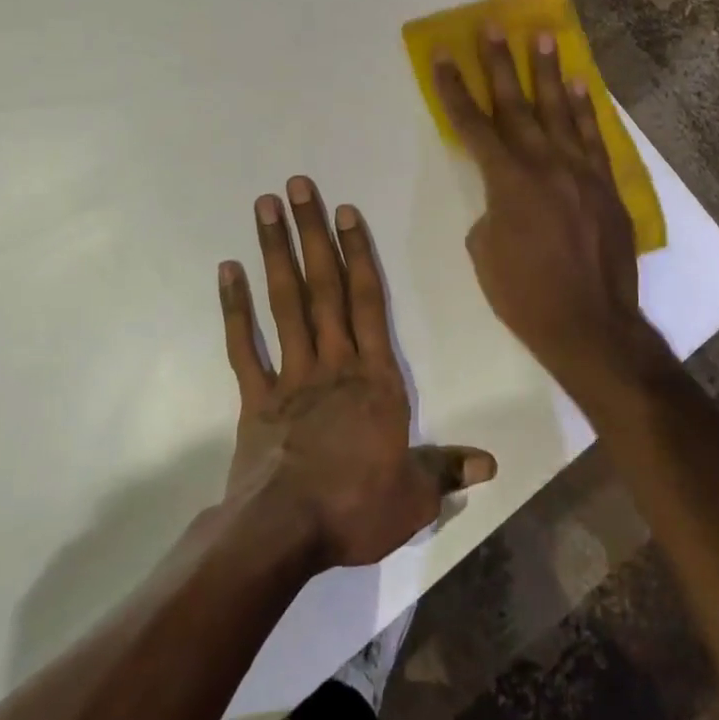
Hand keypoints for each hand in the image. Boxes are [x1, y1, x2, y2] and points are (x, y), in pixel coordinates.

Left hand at [219, 176, 495, 570]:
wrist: (285, 534)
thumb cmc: (356, 508)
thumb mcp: (414, 497)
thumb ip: (447, 471)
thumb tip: (491, 464)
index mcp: (375, 378)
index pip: (369, 301)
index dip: (358, 252)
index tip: (345, 210)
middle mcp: (333, 362)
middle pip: (324, 285)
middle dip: (312, 232)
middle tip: (297, 185)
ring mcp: (291, 375)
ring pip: (285, 302)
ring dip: (275, 252)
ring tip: (265, 207)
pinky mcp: (256, 396)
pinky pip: (244, 345)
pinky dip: (234, 308)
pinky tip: (227, 270)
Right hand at [433, 25, 671, 398]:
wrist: (591, 326)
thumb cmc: (525, 295)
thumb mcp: (485, 254)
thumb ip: (490, 212)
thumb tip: (506, 199)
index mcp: (507, 182)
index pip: (472, 126)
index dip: (455, 89)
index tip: (444, 56)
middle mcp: (544, 165)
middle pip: (516, 105)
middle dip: (501, 64)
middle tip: (493, 27)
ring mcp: (580, 172)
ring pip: (560, 111)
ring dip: (548, 72)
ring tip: (542, 36)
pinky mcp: (606, 186)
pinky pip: (594, 138)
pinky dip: (586, 109)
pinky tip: (580, 84)